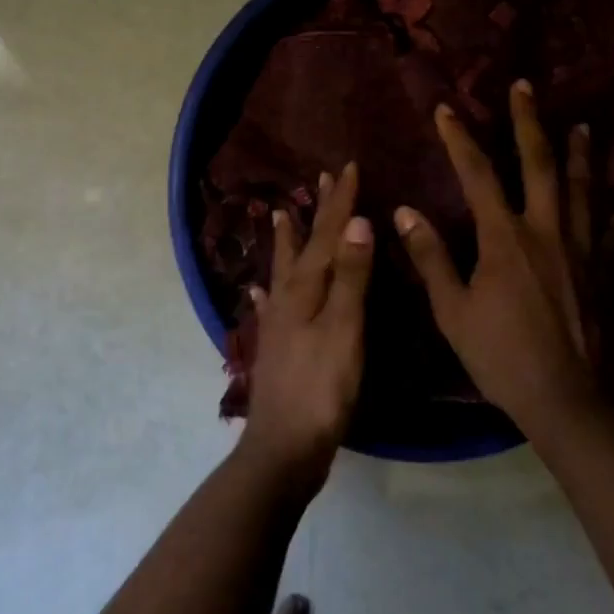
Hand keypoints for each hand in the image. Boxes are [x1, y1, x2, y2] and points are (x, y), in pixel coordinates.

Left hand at [240, 161, 374, 483]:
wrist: (284, 447)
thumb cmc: (322, 389)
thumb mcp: (344, 329)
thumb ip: (350, 277)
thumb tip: (356, 222)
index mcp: (306, 288)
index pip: (327, 234)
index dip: (340, 202)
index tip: (347, 166)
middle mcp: (286, 297)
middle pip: (304, 245)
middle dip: (316, 211)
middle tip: (319, 178)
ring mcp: (277, 322)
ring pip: (283, 269)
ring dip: (287, 240)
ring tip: (278, 213)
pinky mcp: (276, 346)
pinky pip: (269, 306)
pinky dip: (266, 291)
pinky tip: (257, 290)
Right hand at [394, 81, 613, 434]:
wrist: (567, 399)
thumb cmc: (501, 356)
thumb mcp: (452, 310)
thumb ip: (431, 257)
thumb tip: (405, 212)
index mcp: (505, 238)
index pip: (478, 175)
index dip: (460, 139)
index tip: (446, 109)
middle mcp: (547, 231)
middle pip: (540, 164)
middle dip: (528, 123)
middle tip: (525, 87)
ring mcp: (583, 251)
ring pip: (584, 191)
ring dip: (581, 155)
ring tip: (583, 126)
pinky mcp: (605, 275)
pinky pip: (611, 237)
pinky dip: (612, 219)